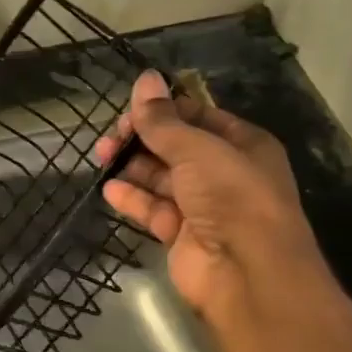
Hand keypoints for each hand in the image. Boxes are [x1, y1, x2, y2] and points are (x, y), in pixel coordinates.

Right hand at [93, 70, 332, 327]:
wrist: (248, 273)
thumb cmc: (231, 196)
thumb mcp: (196, 148)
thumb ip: (163, 119)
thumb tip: (144, 78)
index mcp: (241, 144)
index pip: (196, 116)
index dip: (162, 111)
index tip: (128, 112)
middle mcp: (224, 172)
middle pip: (174, 146)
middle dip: (141, 139)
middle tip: (110, 140)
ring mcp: (203, 206)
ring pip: (161, 178)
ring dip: (132, 167)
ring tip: (103, 159)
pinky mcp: (183, 235)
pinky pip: (154, 209)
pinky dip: (132, 199)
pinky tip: (110, 189)